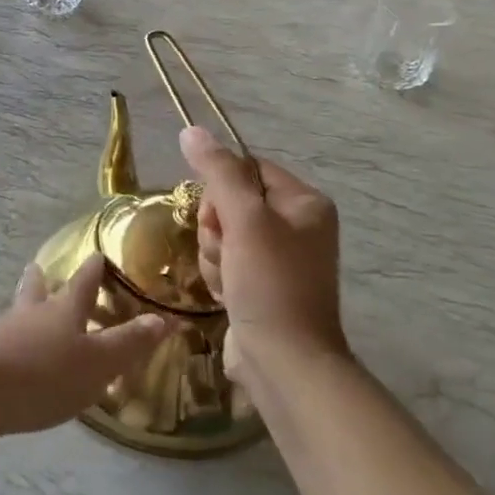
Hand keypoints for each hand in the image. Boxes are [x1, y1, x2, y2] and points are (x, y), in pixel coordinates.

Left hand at [0, 254, 167, 444]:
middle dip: (43, 280)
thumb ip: (128, 344)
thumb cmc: (42, 373)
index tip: (98, 253)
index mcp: (64, 310)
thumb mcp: (97, 363)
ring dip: (26, 310)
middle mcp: (32, 315)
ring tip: (28, 312)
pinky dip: (13, 346)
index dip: (94, 269)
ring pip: (18, 315)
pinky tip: (15, 362)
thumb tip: (163, 318)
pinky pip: (4, 346)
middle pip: (38, 290)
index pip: (84, 282)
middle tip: (41, 268)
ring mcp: (2, 335)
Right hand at [179, 125, 346, 387]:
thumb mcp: (244, 220)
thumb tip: (191, 129)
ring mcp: (278, 257)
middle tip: (226, 252)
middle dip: (216, 228)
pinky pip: (225, 261)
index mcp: (304, 202)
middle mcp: (296, 225)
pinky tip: (228, 296)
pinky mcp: (261, 284)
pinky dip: (220, 276)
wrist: (285, 364)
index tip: (219, 216)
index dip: (221, 189)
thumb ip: (217, 172)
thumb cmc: (270, 284)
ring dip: (214, 255)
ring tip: (229, 280)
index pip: (246, 169)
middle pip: (230, 202)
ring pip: (221, 234)